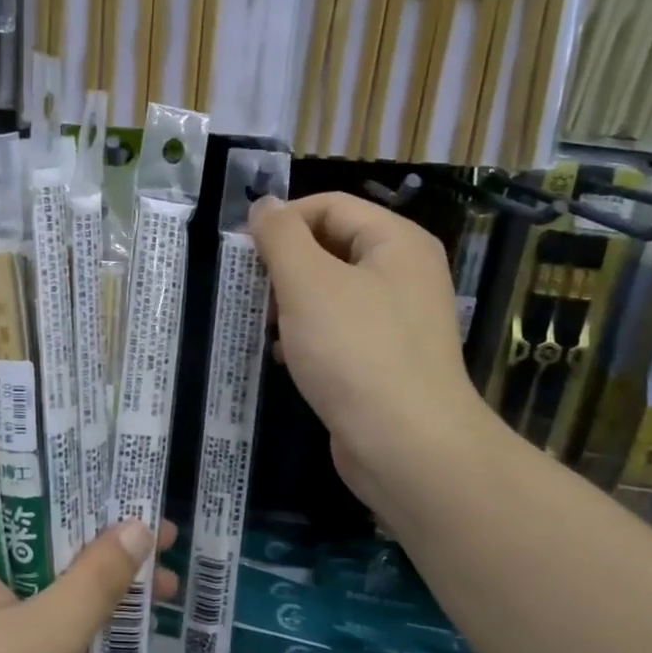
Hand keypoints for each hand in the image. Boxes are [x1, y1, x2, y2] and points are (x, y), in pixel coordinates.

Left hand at [0, 439, 176, 652]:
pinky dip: (77, 589)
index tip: (84, 415)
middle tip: (142, 481)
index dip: (29, 425)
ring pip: (37, 548)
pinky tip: (132, 604)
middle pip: (22, 498)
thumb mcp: (40, 641)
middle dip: (84, 494)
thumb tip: (143, 525)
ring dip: (90, 549)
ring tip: (158, 547)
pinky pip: (36, 589)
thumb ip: (93, 581)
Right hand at [249, 193, 496, 521]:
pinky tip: (284, 356)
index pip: (329, 206)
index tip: (244, 252)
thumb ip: (281, 236)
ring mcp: (397, 319)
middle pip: (331, 246)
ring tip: (263, 325)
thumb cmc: (354, 352)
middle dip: (284, 265)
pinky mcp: (385, 359)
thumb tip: (264, 205)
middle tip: (252, 292)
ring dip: (290, 302)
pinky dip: (307, 335)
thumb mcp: (308, 283)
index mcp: (396, 242)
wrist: (407, 447)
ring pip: (331, 291)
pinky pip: (339, 330)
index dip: (283, 221)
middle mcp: (404, 273)